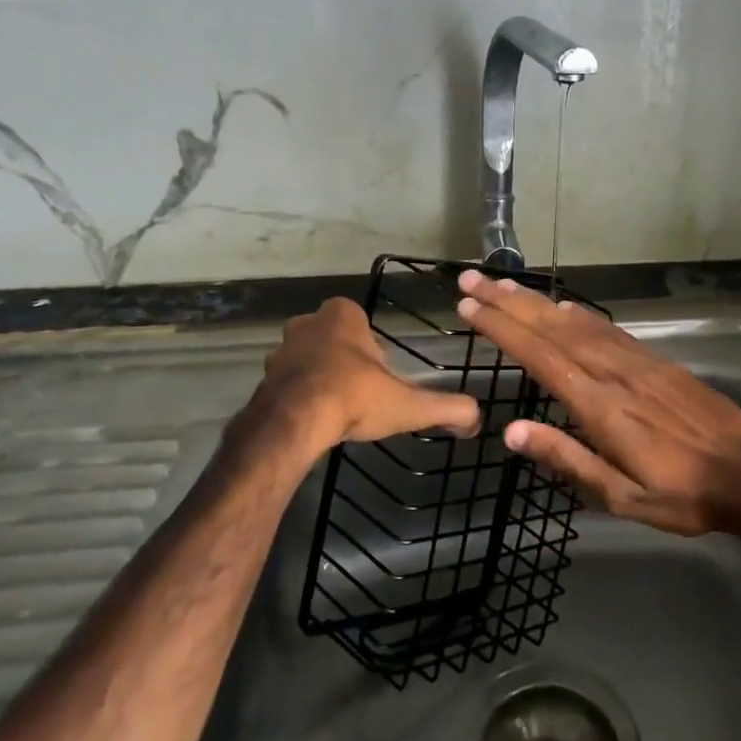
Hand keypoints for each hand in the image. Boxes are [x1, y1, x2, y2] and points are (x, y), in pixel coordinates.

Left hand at [253, 297, 480, 451]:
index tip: (380, 372)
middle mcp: (307, 324)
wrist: (294, 423)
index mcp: (341, 316)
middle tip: (360, 388)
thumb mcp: (409, 404)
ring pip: (306, 358)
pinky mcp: (263, 379)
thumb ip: (446, 408)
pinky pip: (287, 382)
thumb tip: (477, 419)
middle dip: (344, 357)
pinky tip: (313, 419)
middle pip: (331, 336)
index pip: (358, 319)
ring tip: (337, 406)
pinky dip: (299, 395)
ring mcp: (280, 351)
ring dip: (319, 375)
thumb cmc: (354, 398)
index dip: (370, 344)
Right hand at [454, 272, 740, 534]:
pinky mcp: (655, 361)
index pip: (539, 357)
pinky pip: (607, 329)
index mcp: (598, 405)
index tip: (469, 308)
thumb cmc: (681, 494)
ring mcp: (636, 362)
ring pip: (576, 323)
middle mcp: (612, 372)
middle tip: (471, 281)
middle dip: (508, 303)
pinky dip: (579, 315)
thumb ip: (566, 458)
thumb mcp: (620, 495)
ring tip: (505, 285)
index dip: (502, 329)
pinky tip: (564, 308)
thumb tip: (510, 431)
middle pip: (550, 329)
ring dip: (537, 302)